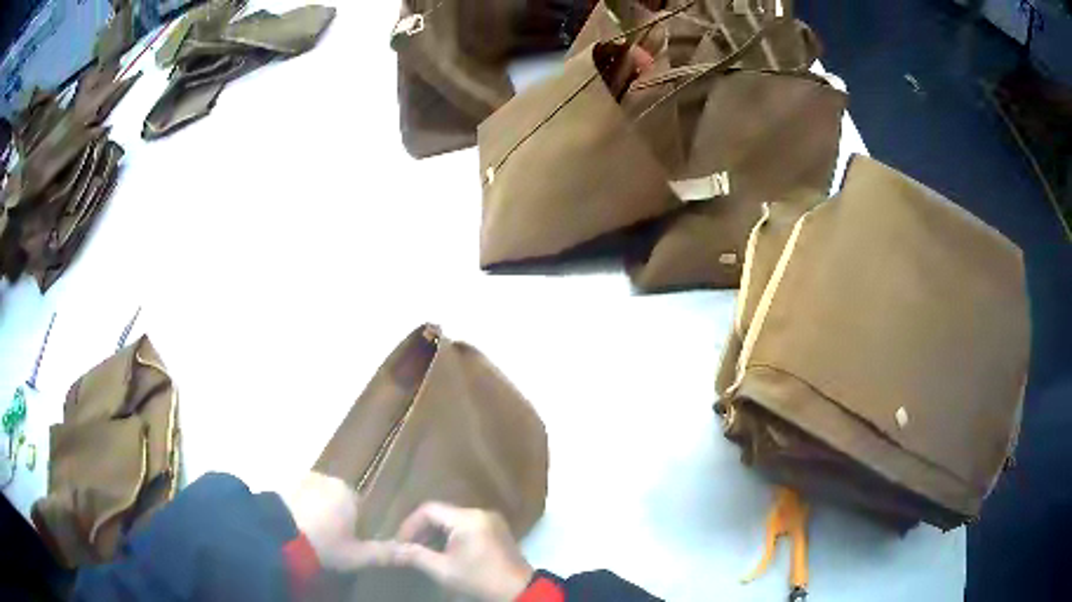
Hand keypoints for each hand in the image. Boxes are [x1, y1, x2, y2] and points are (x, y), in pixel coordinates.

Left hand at [281, 472, 394, 570]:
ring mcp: (302, 479)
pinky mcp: (282, 484)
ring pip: (316, 498)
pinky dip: (298, 509)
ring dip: (315, 511)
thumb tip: (412, 552)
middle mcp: (327, 479)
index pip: (359, 506)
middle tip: (329, 540)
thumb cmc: (325, 544)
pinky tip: (295, 527)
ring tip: (310, 535)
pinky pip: (297, 498)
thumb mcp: (357, 555)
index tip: (348, 541)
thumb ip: (384, 553)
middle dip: (334, 516)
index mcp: (348, 492)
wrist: (279, 534)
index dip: (355, 525)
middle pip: (336, 499)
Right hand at [391, 503, 533, 601]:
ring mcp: (491, 520)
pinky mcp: (496, 530)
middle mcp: (480, 512)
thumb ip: (414, 555)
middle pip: (441, 513)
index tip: (399, 542)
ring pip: (453, 519)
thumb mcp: (443, 570)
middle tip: (408, 548)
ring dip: (436, 534)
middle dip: (422, 530)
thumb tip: (389, 549)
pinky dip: (451, 536)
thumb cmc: (479, 580)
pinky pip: (466, 525)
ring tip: (422, 552)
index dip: (410, 525)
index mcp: (468, 518)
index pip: (429, 510)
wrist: (519, 591)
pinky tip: (443, 552)